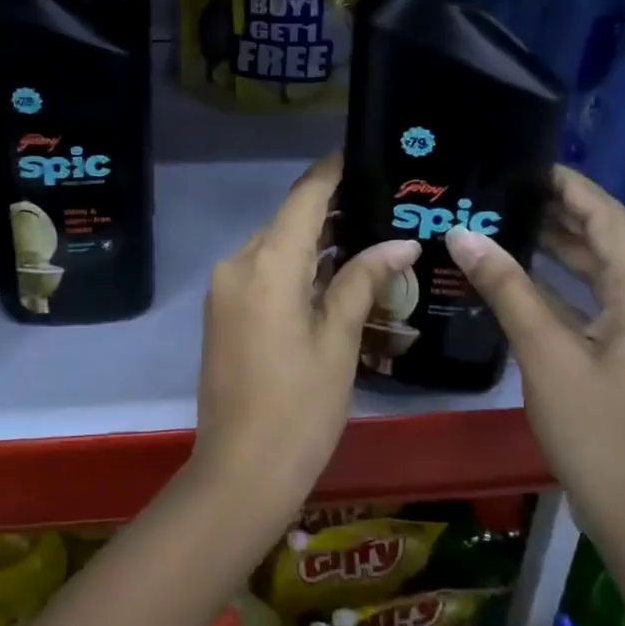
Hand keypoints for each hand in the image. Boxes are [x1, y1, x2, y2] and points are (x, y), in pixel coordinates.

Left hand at [192, 153, 420, 525]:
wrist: (240, 472)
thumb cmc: (299, 409)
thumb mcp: (339, 342)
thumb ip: (363, 281)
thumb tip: (400, 243)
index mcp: (266, 266)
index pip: (304, 199)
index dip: (331, 173)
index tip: (362, 153)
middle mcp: (238, 264)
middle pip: (288, 220)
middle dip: (330, 209)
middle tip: (381, 202)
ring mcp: (226, 288)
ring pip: (275, 246)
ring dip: (313, 240)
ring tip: (366, 232)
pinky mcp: (224, 310)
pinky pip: (262, 271)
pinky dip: (295, 265)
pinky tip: (332, 271)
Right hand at [445, 165, 624, 537]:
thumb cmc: (596, 430)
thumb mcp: (545, 353)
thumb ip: (507, 288)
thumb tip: (464, 234)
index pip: (609, 219)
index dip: (571, 187)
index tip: (527, 163)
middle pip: (610, 242)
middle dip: (561, 215)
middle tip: (505, 191)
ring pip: (606, 274)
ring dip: (562, 249)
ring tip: (508, 222)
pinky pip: (604, 303)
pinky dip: (567, 286)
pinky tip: (525, 278)